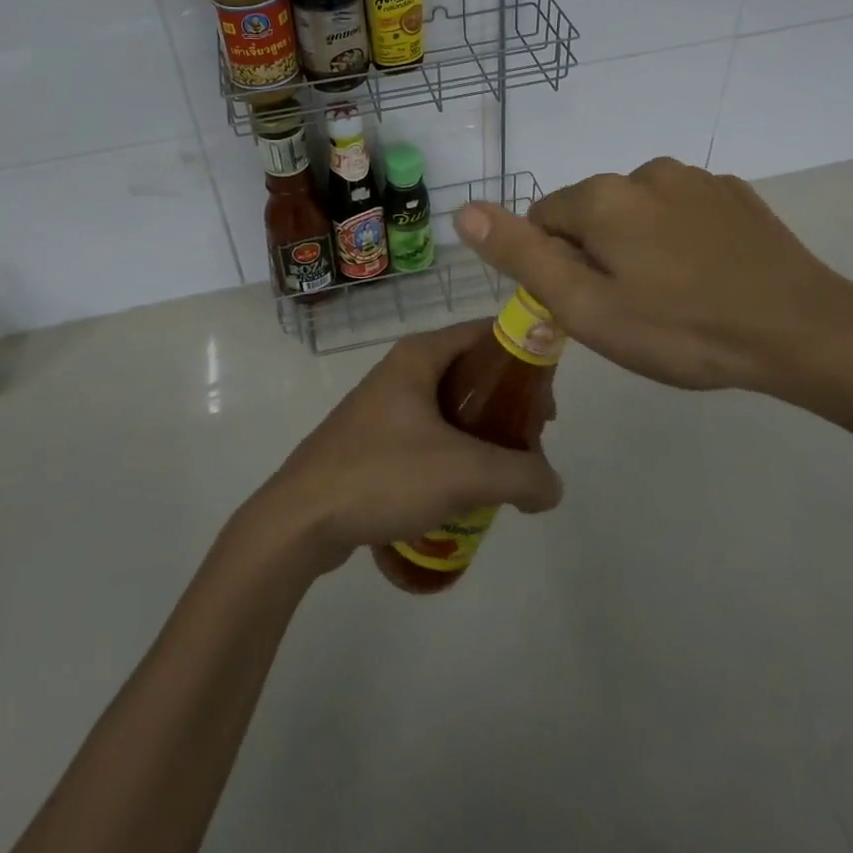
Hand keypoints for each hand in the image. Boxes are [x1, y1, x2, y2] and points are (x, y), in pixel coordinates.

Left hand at [249, 321, 563, 571]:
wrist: (300, 520)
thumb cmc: (382, 475)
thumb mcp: (464, 473)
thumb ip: (521, 476)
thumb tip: (552, 488)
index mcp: (420, 355)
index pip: (486, 333)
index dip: (524, 358)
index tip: (548, 399)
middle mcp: (402, 369)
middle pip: (472, 372)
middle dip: (508, 404)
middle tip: (532, 441)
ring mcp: (384, 405)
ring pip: (450, 406)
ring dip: (483, 433)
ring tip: (504, 471)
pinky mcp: (373, 440)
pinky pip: (428, 435)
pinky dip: (455, 452)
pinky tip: (464, 491)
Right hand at [454, 158, 852, 405]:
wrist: (803, 332)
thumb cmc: (682, 329)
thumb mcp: (588, 307)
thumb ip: (522, 256)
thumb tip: (463, 209)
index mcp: (602, 196)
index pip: (543, 219)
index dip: (554, 266)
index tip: (587, 306)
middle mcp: (644, 171)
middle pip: (591, 213)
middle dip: (596, 254)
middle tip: (630, 310)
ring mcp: (696, 179)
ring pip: (637, 212)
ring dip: (638, 245)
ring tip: (673, 298)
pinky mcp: (734, 194)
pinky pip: (682, 212)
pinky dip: (680, 238)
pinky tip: (707, 277)